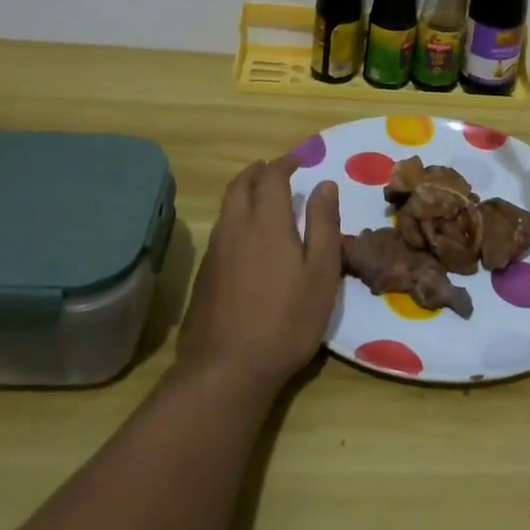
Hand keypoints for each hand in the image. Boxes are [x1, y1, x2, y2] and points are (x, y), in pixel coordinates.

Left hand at [178, 157, 342, 392]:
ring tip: (261, 196)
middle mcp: (235, 227)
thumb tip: (325, 185)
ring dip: (244, 192)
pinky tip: (246, 237)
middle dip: (258, 171)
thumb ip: (323, 224)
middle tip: (275, 169)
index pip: (272, 177)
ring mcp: (215, 251)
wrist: (227, 369)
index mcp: (267, 222)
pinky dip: (235, 217)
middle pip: (241, 185)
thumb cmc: (286, 319)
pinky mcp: (204, 275)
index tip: (299, 160)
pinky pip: (220, 230)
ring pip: (227, 207)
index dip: (285, 163)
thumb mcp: (321, 272)